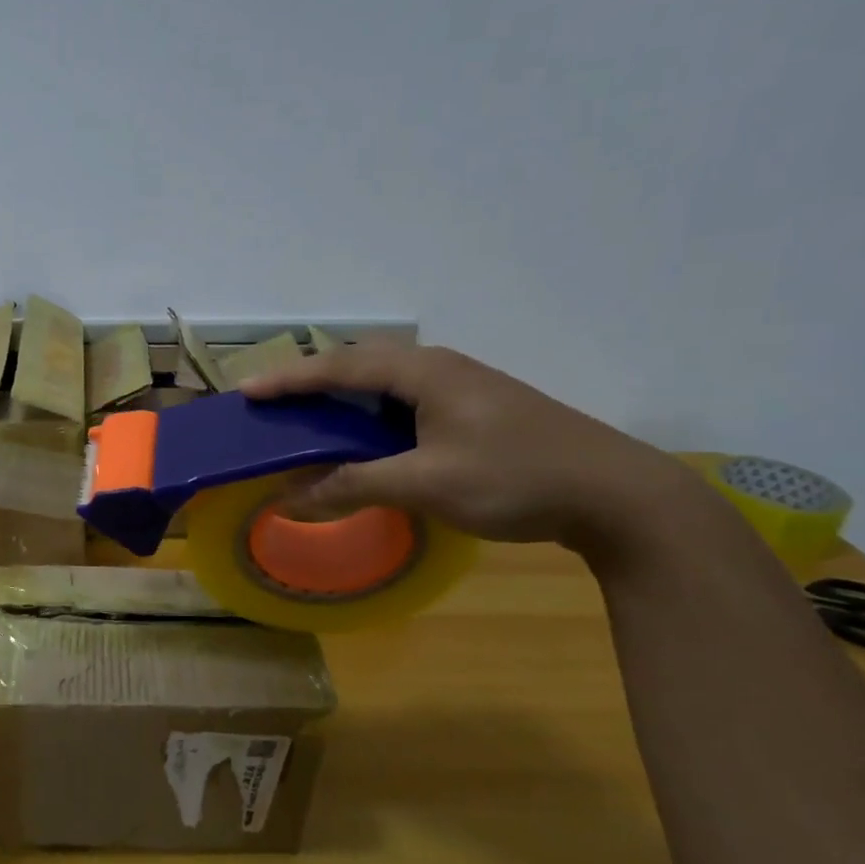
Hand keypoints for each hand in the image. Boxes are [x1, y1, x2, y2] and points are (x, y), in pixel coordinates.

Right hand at [241, 340, 699, 551]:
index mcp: (423, 372)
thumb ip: (352, 487)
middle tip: (272, 403)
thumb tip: (289, 499)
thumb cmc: (515, 478)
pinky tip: (367, 439)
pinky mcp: (477, 409)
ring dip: (343, 398)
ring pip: (384, 382)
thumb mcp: (426, 485)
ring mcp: (462, 386)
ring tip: (308, 419)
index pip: (339, 367)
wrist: (619, 494)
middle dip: (311, 381)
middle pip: (359, 364)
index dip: (288, 379)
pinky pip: (406, 401)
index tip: (246, 392)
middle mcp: (439, 367)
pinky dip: (372, 415)